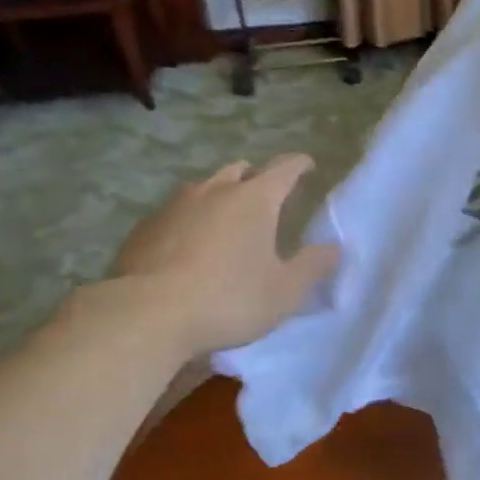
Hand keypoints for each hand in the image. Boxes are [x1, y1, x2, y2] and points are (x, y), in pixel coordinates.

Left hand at [107, 156, 337, 356]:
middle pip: (240, 170)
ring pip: (204, 187)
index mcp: (255, 199)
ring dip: (220, 195)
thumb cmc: (229, 299)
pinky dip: (190, 218)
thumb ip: (312, 266)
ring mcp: (175, 205)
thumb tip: (334, 248)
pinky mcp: (145, 226)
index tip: (307, 165)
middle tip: (265, 196)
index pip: (284, 168)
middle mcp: (214, 190)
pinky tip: (189, 244)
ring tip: (226, 218)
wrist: (147, 314)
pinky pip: (176, 211)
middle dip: (256, 177)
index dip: (299, 165)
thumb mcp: (284, 291)